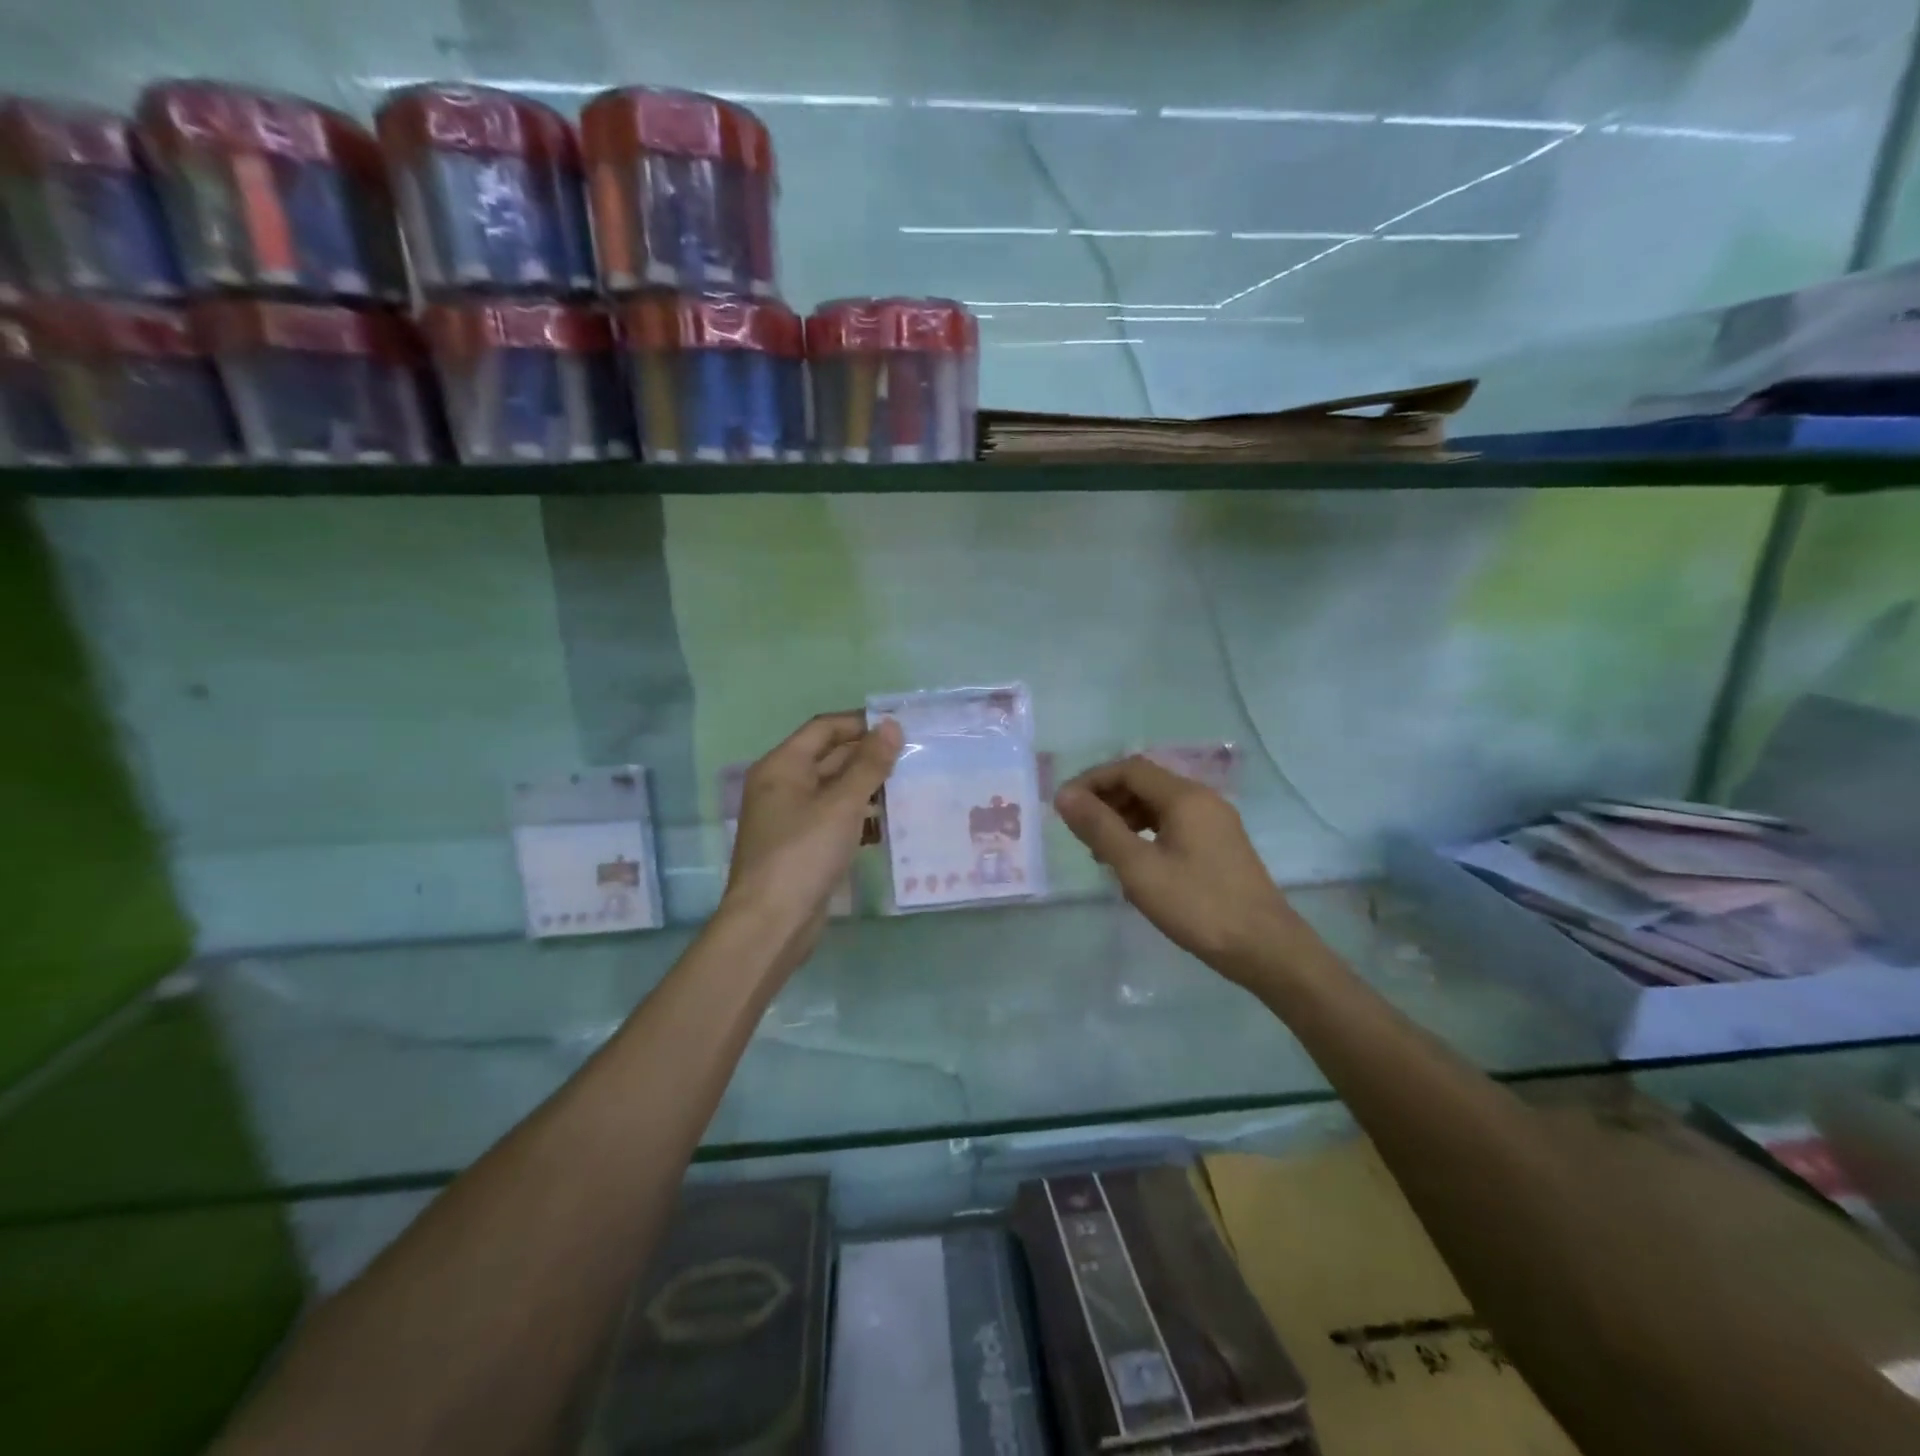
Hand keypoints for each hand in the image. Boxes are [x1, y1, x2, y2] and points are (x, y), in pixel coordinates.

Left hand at [722, 712, 901, 965]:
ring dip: (868, 788)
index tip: (901, 728)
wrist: (772, 923)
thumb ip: (869, 764)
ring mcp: (791, 818)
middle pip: (830, 758)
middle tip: (913, 758)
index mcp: (782, 766)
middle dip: (869, 757)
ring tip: (909, 787)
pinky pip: (835, 819)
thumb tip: (892, 726)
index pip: (824, 728)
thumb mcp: (842, 804)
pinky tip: (889, 824)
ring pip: (835, 790)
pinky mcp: (803, 846)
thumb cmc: (804, 854)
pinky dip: (859, 817)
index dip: (861, 723)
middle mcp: (782, 786)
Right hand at [1054, 756, 1308, 984]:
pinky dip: (1146, 834)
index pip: (1129, 769)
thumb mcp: (1139, 868)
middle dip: (1107, 799)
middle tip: (1079, 830)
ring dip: (1124, 818)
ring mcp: (1215, 823)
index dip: (1092, 781)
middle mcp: (1202, 800)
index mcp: (1185, 797)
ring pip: (1159, 806)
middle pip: (1144, 783)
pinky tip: (1133, 864)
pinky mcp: (1219, 845)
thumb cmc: (1197, 905)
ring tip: (1100, 852)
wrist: (1264, 948)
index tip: (1064, 806)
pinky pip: (1173, 825)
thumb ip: (1100, 828)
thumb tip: (1064, 796)